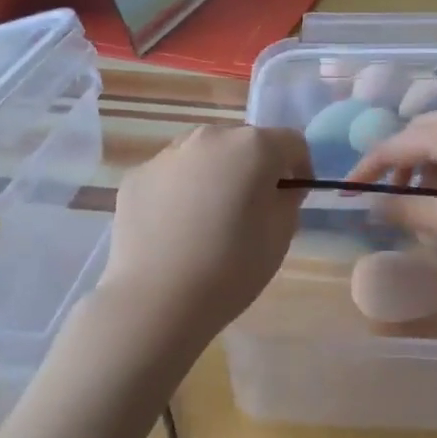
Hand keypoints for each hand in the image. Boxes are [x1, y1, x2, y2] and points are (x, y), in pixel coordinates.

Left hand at [100, 125, 311, 342]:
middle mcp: (209, 138)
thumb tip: (278, 187)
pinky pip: (171, 176)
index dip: (300, 168)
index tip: (293, 197)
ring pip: (204, 156)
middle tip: (252, 209)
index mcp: (252, 147)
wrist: (157, 299)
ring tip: (210, 219)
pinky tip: (177, 229)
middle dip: (254, 168)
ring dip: (216, 175)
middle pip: (244, 143)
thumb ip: (287, 199)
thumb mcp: (281, 235)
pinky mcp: (137, 176)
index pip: (291, 143)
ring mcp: (167, 155)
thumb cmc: (232, 267)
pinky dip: (181, 191)